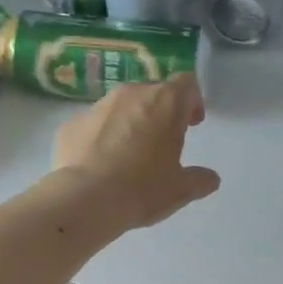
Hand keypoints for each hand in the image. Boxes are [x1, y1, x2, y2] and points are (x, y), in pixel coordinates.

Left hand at [49, 74, 221, 233]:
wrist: (85, 199)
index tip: (192, 124)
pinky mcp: (72, 124)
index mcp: (165, 103)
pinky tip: (101, 164)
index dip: (193, 101)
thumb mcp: (181, 190)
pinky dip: (101, 137)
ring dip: (130, 122)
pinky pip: (94, 125)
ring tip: (129, 154)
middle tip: (162, 142)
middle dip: (160, 113)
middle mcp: (131, 94)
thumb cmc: (142, 189)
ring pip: (121, 106)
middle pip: (153, 93)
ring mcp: (97, 107)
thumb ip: (200, 180)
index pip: (187, 84)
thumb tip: (211, 178)